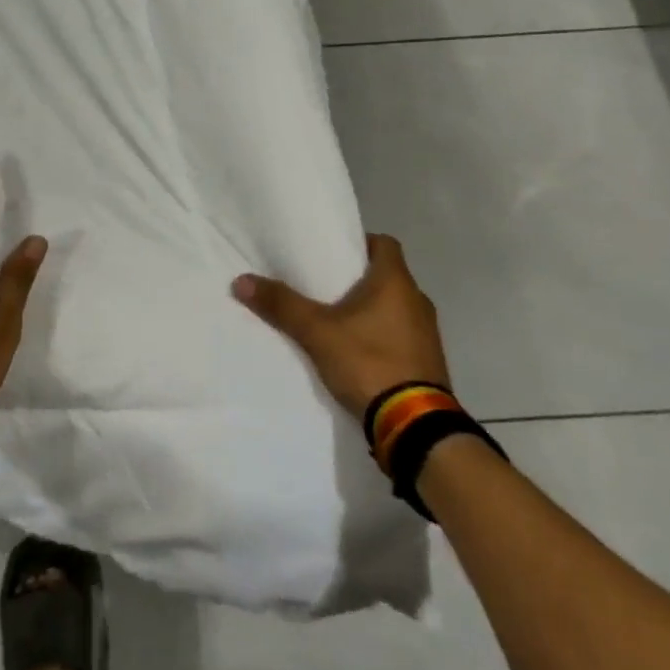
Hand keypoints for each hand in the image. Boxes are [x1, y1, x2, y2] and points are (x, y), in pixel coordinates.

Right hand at [232, 233, 449, 420]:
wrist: (414, 426)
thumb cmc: (369, 362)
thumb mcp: (316, 333)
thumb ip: (281, 305)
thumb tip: (241, 280)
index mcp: (397, 283)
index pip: (385, 243)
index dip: (360, 243)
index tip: (332, 253)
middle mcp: (418, 301)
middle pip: (386, 276)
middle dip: (356, 279)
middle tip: (322, 286)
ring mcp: (427, 333)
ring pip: (393, 307)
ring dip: (369, 310)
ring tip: (334, 320)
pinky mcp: (428, 362)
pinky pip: (400, 335)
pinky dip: (379, 336)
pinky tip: (355, 352)